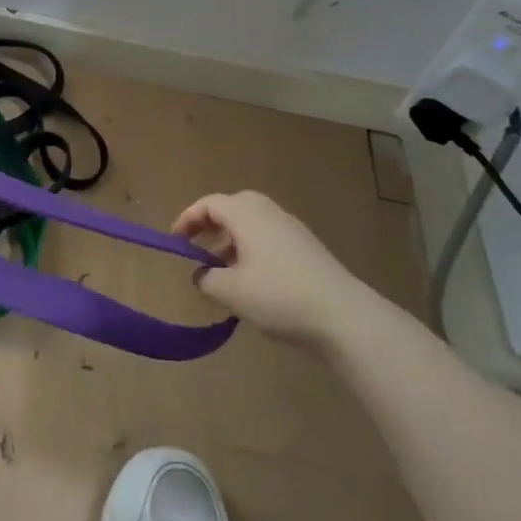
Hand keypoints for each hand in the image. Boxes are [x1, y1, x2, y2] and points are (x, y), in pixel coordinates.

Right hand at [173, 190, 373, 346]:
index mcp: (246, 213)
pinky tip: (252, 285)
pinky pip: (269, 240)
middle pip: (231, 209)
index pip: (208, 204)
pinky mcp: (308, 249)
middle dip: (210, 228)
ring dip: (231, 243)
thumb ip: (206, 278)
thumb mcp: (230, 291)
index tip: (176, 242)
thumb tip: (202, 274)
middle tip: (197, 251)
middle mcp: (268, 212)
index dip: (187, 220)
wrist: (344, 317)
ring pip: (252, 226)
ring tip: (222, 273)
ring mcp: (292, 229)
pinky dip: (252, 253)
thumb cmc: (278, 295)